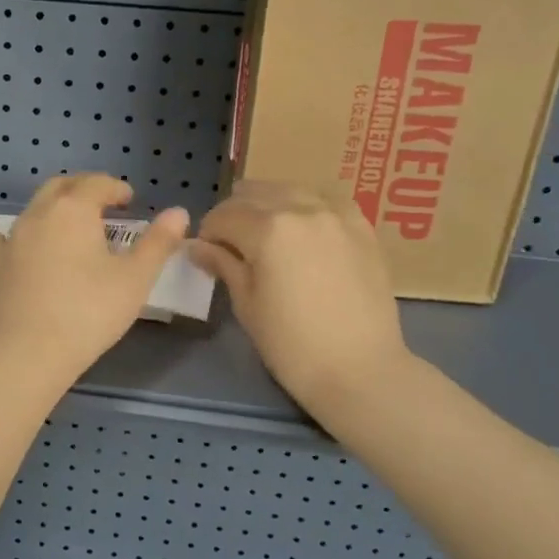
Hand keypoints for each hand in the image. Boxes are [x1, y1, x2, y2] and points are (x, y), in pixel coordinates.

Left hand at [0, 175, 189, 385]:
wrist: (27, 352)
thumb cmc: (88, 312)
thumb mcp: (135, 279)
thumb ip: (158, 243)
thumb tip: (178, 213)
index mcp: (73, 210)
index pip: (97, 184)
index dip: (115, 187)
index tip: (129, 199)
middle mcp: (38, 214)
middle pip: (61, 186)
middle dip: (83, 188)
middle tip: (102, 204)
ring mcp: (12, 239)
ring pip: (35, 209)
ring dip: (56, 210)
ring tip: (73, 230)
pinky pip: (9, 238)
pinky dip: (25, 235)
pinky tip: (29, 248)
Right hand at [191, 181, 410, 418]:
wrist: (360, 369)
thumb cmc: (292, 345)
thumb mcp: (247, 305)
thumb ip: (223, 265)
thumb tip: (196, 246)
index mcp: (268, 229)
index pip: (224, 215)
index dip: (208, 232)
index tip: (205, 252)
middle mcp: (302, 208)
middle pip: (256, 194)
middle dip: (235, 213)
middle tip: (229, 242)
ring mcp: (337, 214)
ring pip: (291, 190)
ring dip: (269, 204)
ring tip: (264, 232)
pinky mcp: (362, 226)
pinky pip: (326, 200)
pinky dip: (306, 206)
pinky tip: (302, 228)